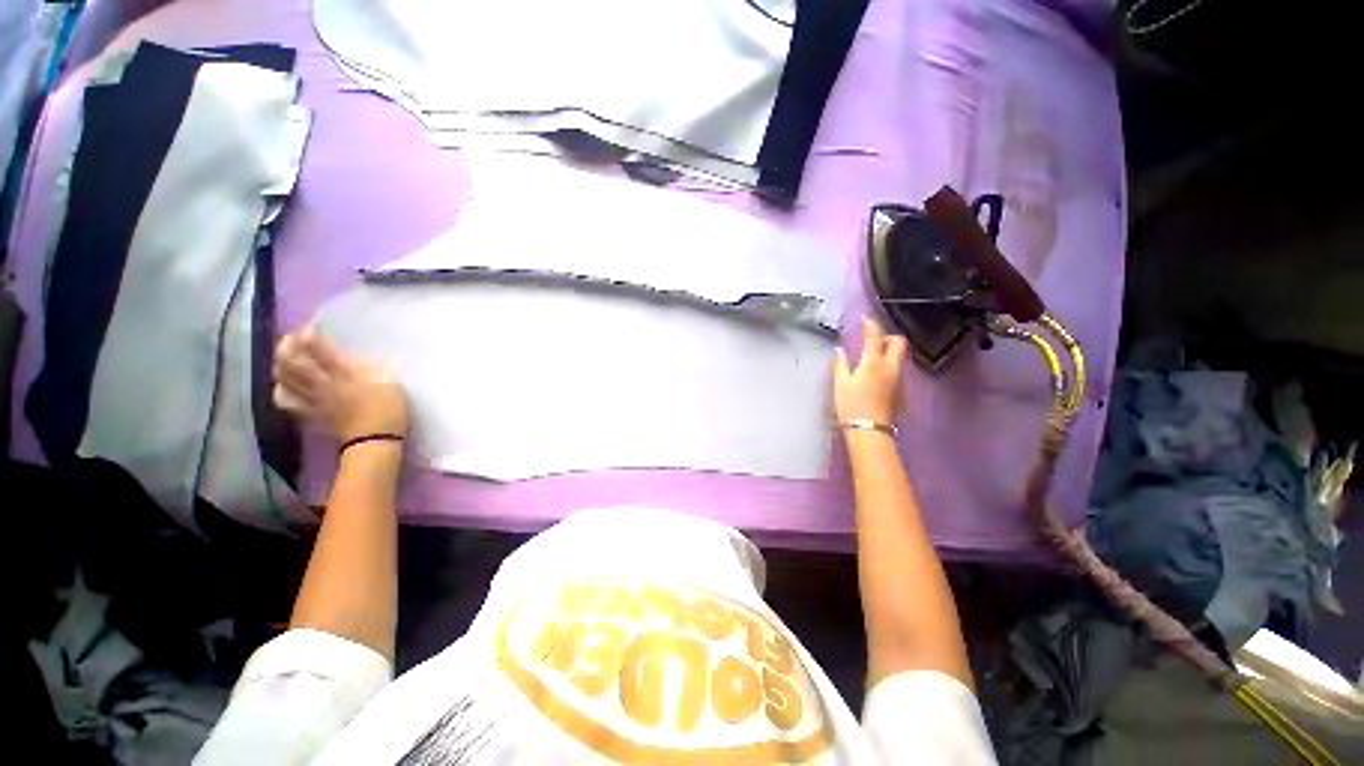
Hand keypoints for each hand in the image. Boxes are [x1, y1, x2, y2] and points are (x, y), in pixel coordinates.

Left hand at [273, 324, 408, 442]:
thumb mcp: (393, 386)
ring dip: (281, 365)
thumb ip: (376, 371)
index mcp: (347, 376)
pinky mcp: (312, 414)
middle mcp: (325, 385)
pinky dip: (281, 391)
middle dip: (289, 347)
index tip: (312, 325)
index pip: (322, 351)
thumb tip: (365, 360)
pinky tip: (283, 386)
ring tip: (284, 357)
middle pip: (296, 363)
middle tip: (292, 337)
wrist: (376, 443)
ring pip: (287, 380)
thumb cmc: (390, 412)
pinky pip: (288, 401)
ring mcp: (315, 400)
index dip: (312, 336)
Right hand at [834, 317, 908, 426]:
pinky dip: (889, 365)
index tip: (865, 319)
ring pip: (900, 357)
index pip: (875, 336)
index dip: (871, 324)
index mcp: (874, 362)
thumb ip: (840, 365)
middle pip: (899, 343)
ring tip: (872, 358)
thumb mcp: (840, 384)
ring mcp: (899, 379)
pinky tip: (876, 375)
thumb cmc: (852, 406)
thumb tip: (840, 353)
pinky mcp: (900, 390)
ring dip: (889, 351)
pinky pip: (898, 370)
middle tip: (873, 340)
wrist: (870, 431)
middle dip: (888, 337)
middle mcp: (891, 367)